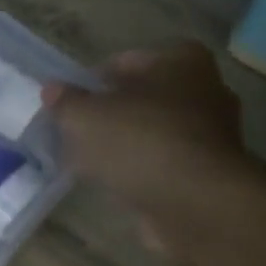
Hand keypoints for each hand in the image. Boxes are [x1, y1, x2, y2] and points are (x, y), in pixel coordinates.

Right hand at [44, 43, 261, 257]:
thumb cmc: (140, 143)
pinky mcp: (209, 171)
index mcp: (180, 60)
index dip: (89, 84)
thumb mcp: (84, 117)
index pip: (123, 62)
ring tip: (88, 162)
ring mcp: (212, 133)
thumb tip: (53, 90)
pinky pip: (162, 162)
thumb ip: (65, 101)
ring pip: (151, 131)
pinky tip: (114, 183)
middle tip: (75, 133)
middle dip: (108, 114)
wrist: (197, 205)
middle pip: (140, 98)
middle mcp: (205, 89)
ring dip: (123, 144)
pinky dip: (140, 169)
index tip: (67, 107)